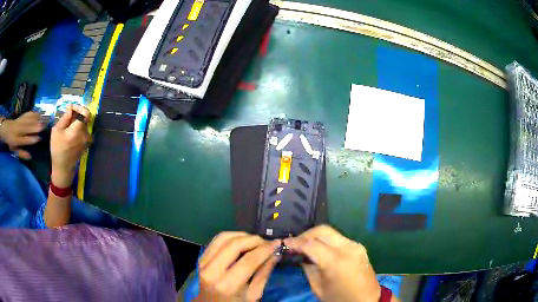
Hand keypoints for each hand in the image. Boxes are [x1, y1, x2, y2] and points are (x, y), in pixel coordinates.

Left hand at [0, 112, 44, 158]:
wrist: (7, 129)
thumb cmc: (11, 142)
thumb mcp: (15, 150)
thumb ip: (22, 153)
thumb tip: (30, 156)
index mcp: (16, 140)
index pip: (24, 140)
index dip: (31, 139)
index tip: (38, 138)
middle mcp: (18, 130)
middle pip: (27, 128)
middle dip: (35, 126)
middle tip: (43, 126)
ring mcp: (19, 122)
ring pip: (28, 120)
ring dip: (35, 119)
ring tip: (43, 119)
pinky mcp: (21, 116)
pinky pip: (27, 114)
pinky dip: (33, 113)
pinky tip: (38, 113)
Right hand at [50, 104, 90, 187]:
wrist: (63, 168)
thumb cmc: (57, 149)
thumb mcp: (57, 130)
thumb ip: (65, 117)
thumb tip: (71, 108)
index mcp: (79, 130)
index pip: (85, 112)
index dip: (79, 107)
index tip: (71, 108)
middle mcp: (86, 134)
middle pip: (84, 118)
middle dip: (77, 114)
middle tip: (68, 115)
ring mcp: (87, 140)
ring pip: (84, 125)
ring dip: (77, 122)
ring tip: (68, 125)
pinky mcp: (86, 144)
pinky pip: (84, 132)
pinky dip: (78, 129)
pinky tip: (70, 132)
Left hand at [194, 232, 280, 301]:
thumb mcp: (253, 295)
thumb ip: (263, 274)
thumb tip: (275, 254)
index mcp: (227, 285)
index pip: (249, 260)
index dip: (265, 249)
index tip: (277, 243)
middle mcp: (212, 271)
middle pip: (234, 244)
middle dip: (254, 240)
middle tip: (267, 242)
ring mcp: (203, 263)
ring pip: (223, 237)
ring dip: (242, 235)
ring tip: (255, 241)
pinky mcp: (200, 258)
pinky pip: (216, 240)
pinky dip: (231, 237)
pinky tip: (241, 242)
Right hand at [284, 225, 381, 301]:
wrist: (366, 301)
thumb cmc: (339, 299)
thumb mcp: (318, 288)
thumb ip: (309, 268)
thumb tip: (302, 256)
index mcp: (336, 261)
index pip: (311, 244)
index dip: (295, 242)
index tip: (284, 243)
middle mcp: (348, 248)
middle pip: (323, 230)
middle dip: (306, 234)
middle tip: (295, 243)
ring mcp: (356, 245)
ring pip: (332, 232)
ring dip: (316, 236)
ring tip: (305, 245)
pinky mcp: (359, 247)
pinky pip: (339, 239)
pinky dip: (327, 241)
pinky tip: (320, 249)